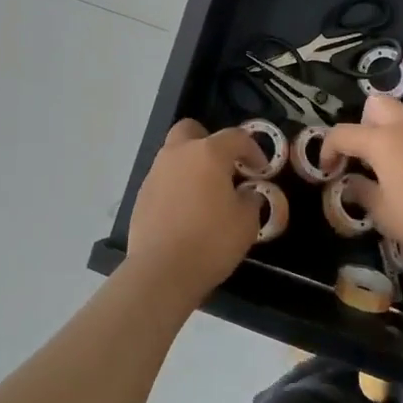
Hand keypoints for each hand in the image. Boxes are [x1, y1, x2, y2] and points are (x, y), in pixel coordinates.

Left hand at [125, 120, 263, 306]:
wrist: (161, 272)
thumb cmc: (211, 242)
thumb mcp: (246, 223)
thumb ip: (251, 199)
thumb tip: (246, 193)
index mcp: (207, 153)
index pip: (235, 137)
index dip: (253, 150)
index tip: (261, 170)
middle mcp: (178, 154)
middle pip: (192, 130)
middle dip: (209, 142)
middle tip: (224, 167)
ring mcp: (155, 173)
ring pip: (175, 154)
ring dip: (191, 165)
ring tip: (206, 194)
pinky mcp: (141, 195)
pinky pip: (164, 179)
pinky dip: (177, 186)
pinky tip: (186, 212)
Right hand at [324, 95, 402, 264]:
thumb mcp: (382, 213)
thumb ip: (361, 191)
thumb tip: (352, 183)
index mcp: (382, 140)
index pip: (343, 133)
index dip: (328, 150)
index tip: (329, 170)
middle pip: (375, 105)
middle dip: (364, 125)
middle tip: (367, 156)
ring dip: (392, 126)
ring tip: (397, 157)